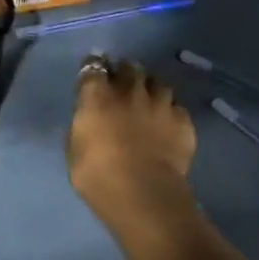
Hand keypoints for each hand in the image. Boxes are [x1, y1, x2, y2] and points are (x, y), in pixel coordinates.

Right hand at [67, 56, 199, 240]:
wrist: (143, 192)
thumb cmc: (97, 174)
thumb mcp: (75, 151)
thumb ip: (82, 128)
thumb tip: (88, 122)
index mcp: (97, 96)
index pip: (92, 67)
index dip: (92, 67)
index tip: (92, 73)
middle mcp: (130, 91)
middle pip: (129, 67)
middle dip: (124, 70)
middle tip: (121, 80)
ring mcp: (160, 104)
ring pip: (157, 82)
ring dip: (150, 87)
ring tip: (147, 97)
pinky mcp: (183, 120)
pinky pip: (176, 107)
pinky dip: (169, 110)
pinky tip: (167, 121)